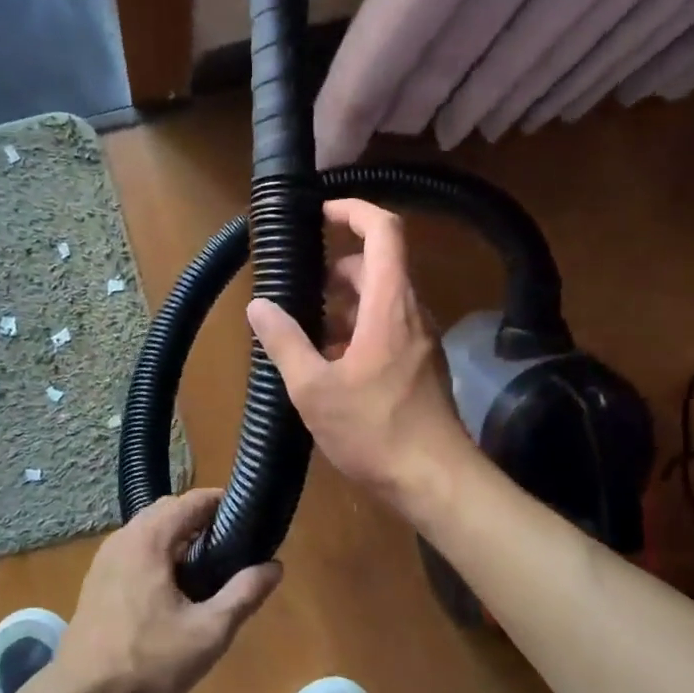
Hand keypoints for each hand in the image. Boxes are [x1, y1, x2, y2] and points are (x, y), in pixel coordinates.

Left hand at [53, 489, 280, 692]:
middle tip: (232, 547)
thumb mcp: (208, 633)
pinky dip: (158, 554)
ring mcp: (105, 558)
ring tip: (208, 569)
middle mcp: (124, 537)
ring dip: (178, 538)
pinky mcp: (97, 580)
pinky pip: (134, 550)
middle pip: (169, 510)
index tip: (249, 519)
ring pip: (149, 530)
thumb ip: (243, 595)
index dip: (223, 503)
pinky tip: (173, 590)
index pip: (192, 500)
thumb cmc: (147, 663)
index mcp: (149, 539)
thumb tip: (274, 566)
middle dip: (201, 520)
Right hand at [248, 199, 475, 508]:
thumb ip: (284, 342)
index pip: (384, 231)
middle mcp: (412, 313)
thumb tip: (258, 305)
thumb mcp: (314, 389)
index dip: (354, 211)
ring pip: (382, 300)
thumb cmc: (375, 431)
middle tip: (298, 288)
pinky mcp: (421, 366)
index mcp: (391, 306)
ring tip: (305, 331)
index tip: (320, 213)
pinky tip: (329, 365)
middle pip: (378, 266)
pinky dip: (357, 330)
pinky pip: (388, 329)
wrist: (435, 481)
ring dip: (345, 304)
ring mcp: (421, 341)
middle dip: (336, 269)